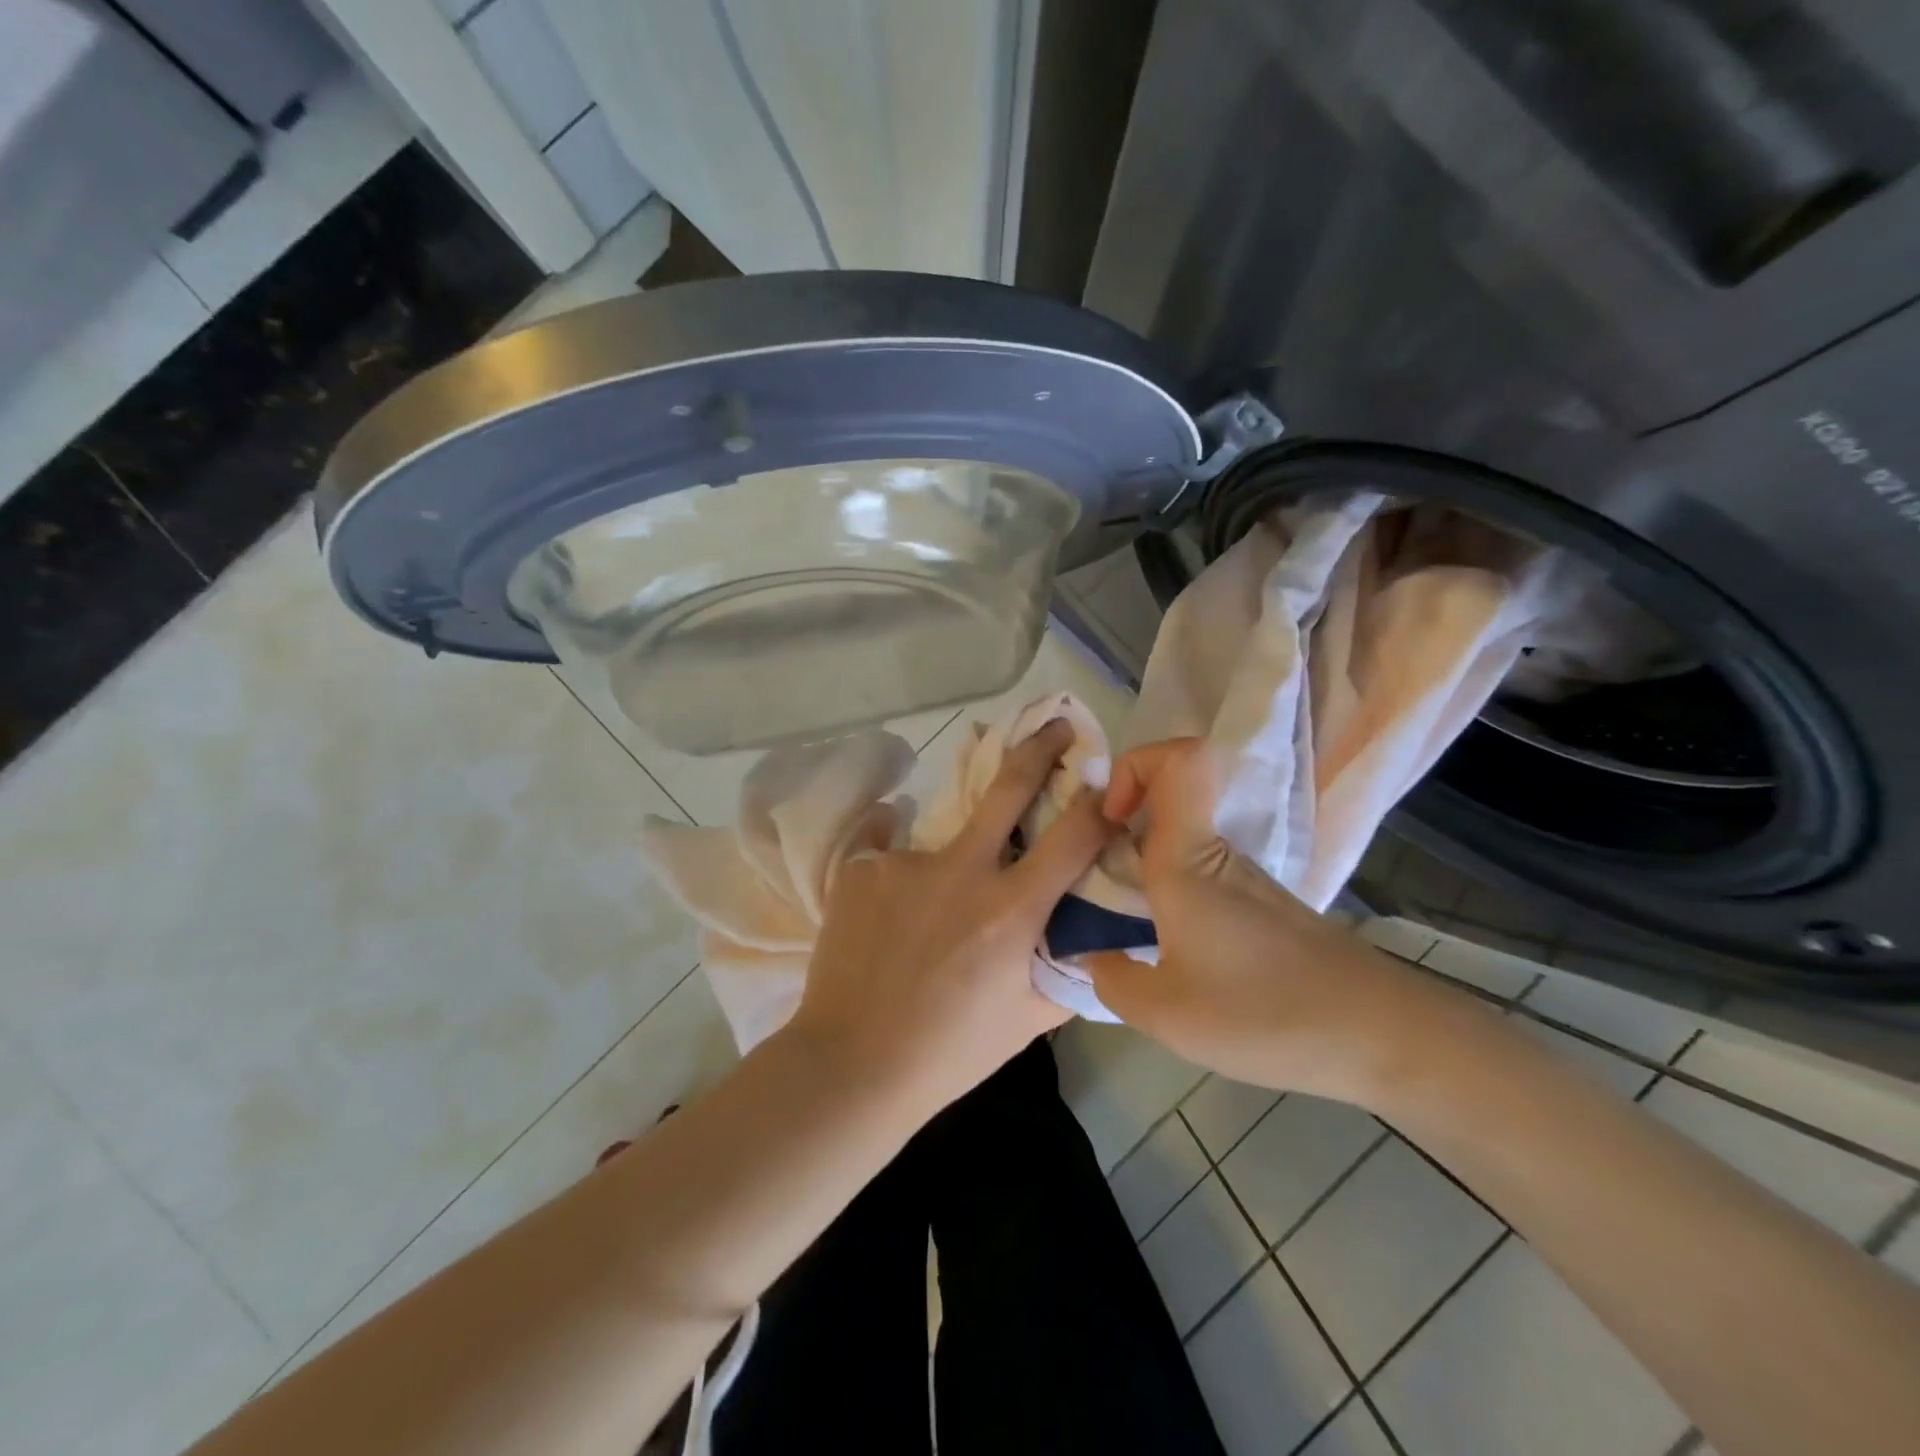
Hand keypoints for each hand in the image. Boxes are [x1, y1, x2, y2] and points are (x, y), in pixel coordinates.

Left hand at [784, 719, 1115, 1118]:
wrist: (853, 1064)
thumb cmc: (952, 1051)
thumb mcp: (1029, 1020)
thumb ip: (1066, 970)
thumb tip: (1090, 936)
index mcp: (1011, 910)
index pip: (1074, 836)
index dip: (1097, 801)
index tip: (1105, 776)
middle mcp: (962, 870)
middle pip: (1009, 786)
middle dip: (1040, 747)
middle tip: (1054, 726)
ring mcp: (906, 863)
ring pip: (945, 841)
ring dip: (949, 867)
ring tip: (924, 923)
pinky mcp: (862, 867)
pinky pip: (893, 858)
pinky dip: (900, 882)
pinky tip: (887, 923)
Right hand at [1087, 739, 1467, 1105]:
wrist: (1381, 1037)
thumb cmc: (1266, 1013)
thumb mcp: (1167, 1014)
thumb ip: (1111, 981)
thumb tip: (1088, 957)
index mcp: (1189, 860)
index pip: (1179, 759)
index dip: (1135, 765)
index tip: (1110, 818)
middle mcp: (1216, 854)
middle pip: (1166, 797)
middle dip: (1117, 823)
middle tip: (1089, 877)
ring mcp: (1243, 879)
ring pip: (1178, 841)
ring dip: (1138, 864)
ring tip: (1115, 925)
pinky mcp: (1259, 907)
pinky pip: (1198, 876)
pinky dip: (1167, 894)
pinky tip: (1162, 950)